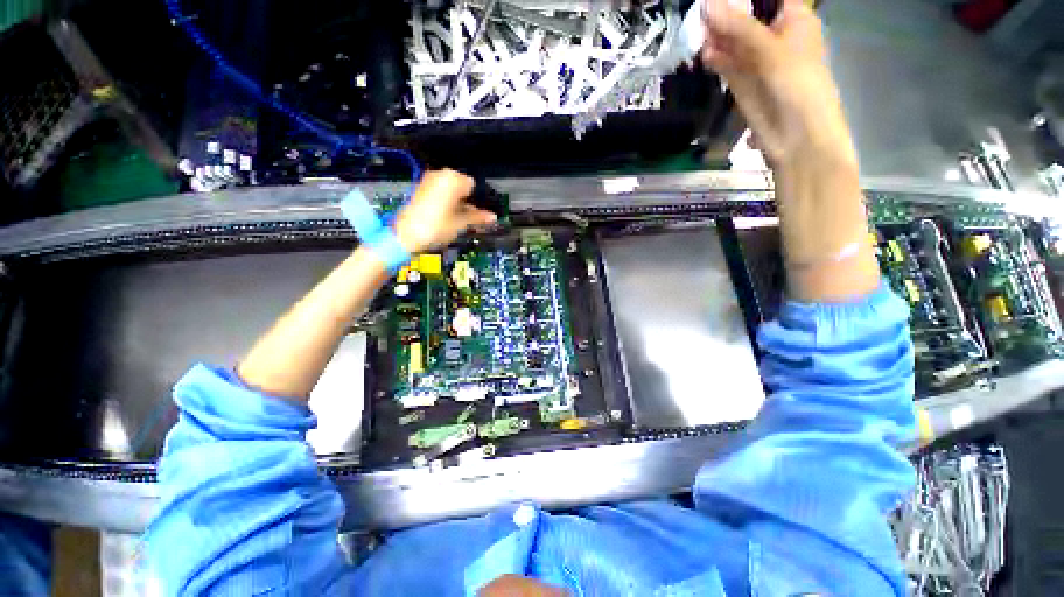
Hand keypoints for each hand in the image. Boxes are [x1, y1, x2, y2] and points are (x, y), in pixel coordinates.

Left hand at [393, 169, 496, 253]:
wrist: (407, 234)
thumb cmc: (436, 227)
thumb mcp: (461, 223)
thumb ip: (478, 217)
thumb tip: (493, 217)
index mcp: (453, 179)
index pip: (472, 185)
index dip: (477, 199)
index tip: (478, 212)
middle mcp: (440, 175)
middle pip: (461, 185)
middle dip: (466, 199)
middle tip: (469, 215)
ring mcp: (429, 180)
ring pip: (450, 189)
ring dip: (456, 200)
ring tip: (458, 218)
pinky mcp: (421, 188)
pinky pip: (440, 191)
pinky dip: (446, 200)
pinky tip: (447, 215)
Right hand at [701, 0, 856, 169]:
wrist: (795, 137)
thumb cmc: (798, 86)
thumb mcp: (770, 51)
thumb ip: (738, 28)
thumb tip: (707, 5)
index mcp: (794, 20)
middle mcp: (775, 36)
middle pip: (746, 15)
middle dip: (725, 12)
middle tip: (701, 11)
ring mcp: (757, 60)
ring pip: (732, 39)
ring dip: (716, 35)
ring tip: (698, 32)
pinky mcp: (742, 82)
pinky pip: (726, 63)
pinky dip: (715, 57)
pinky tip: (704, 53)